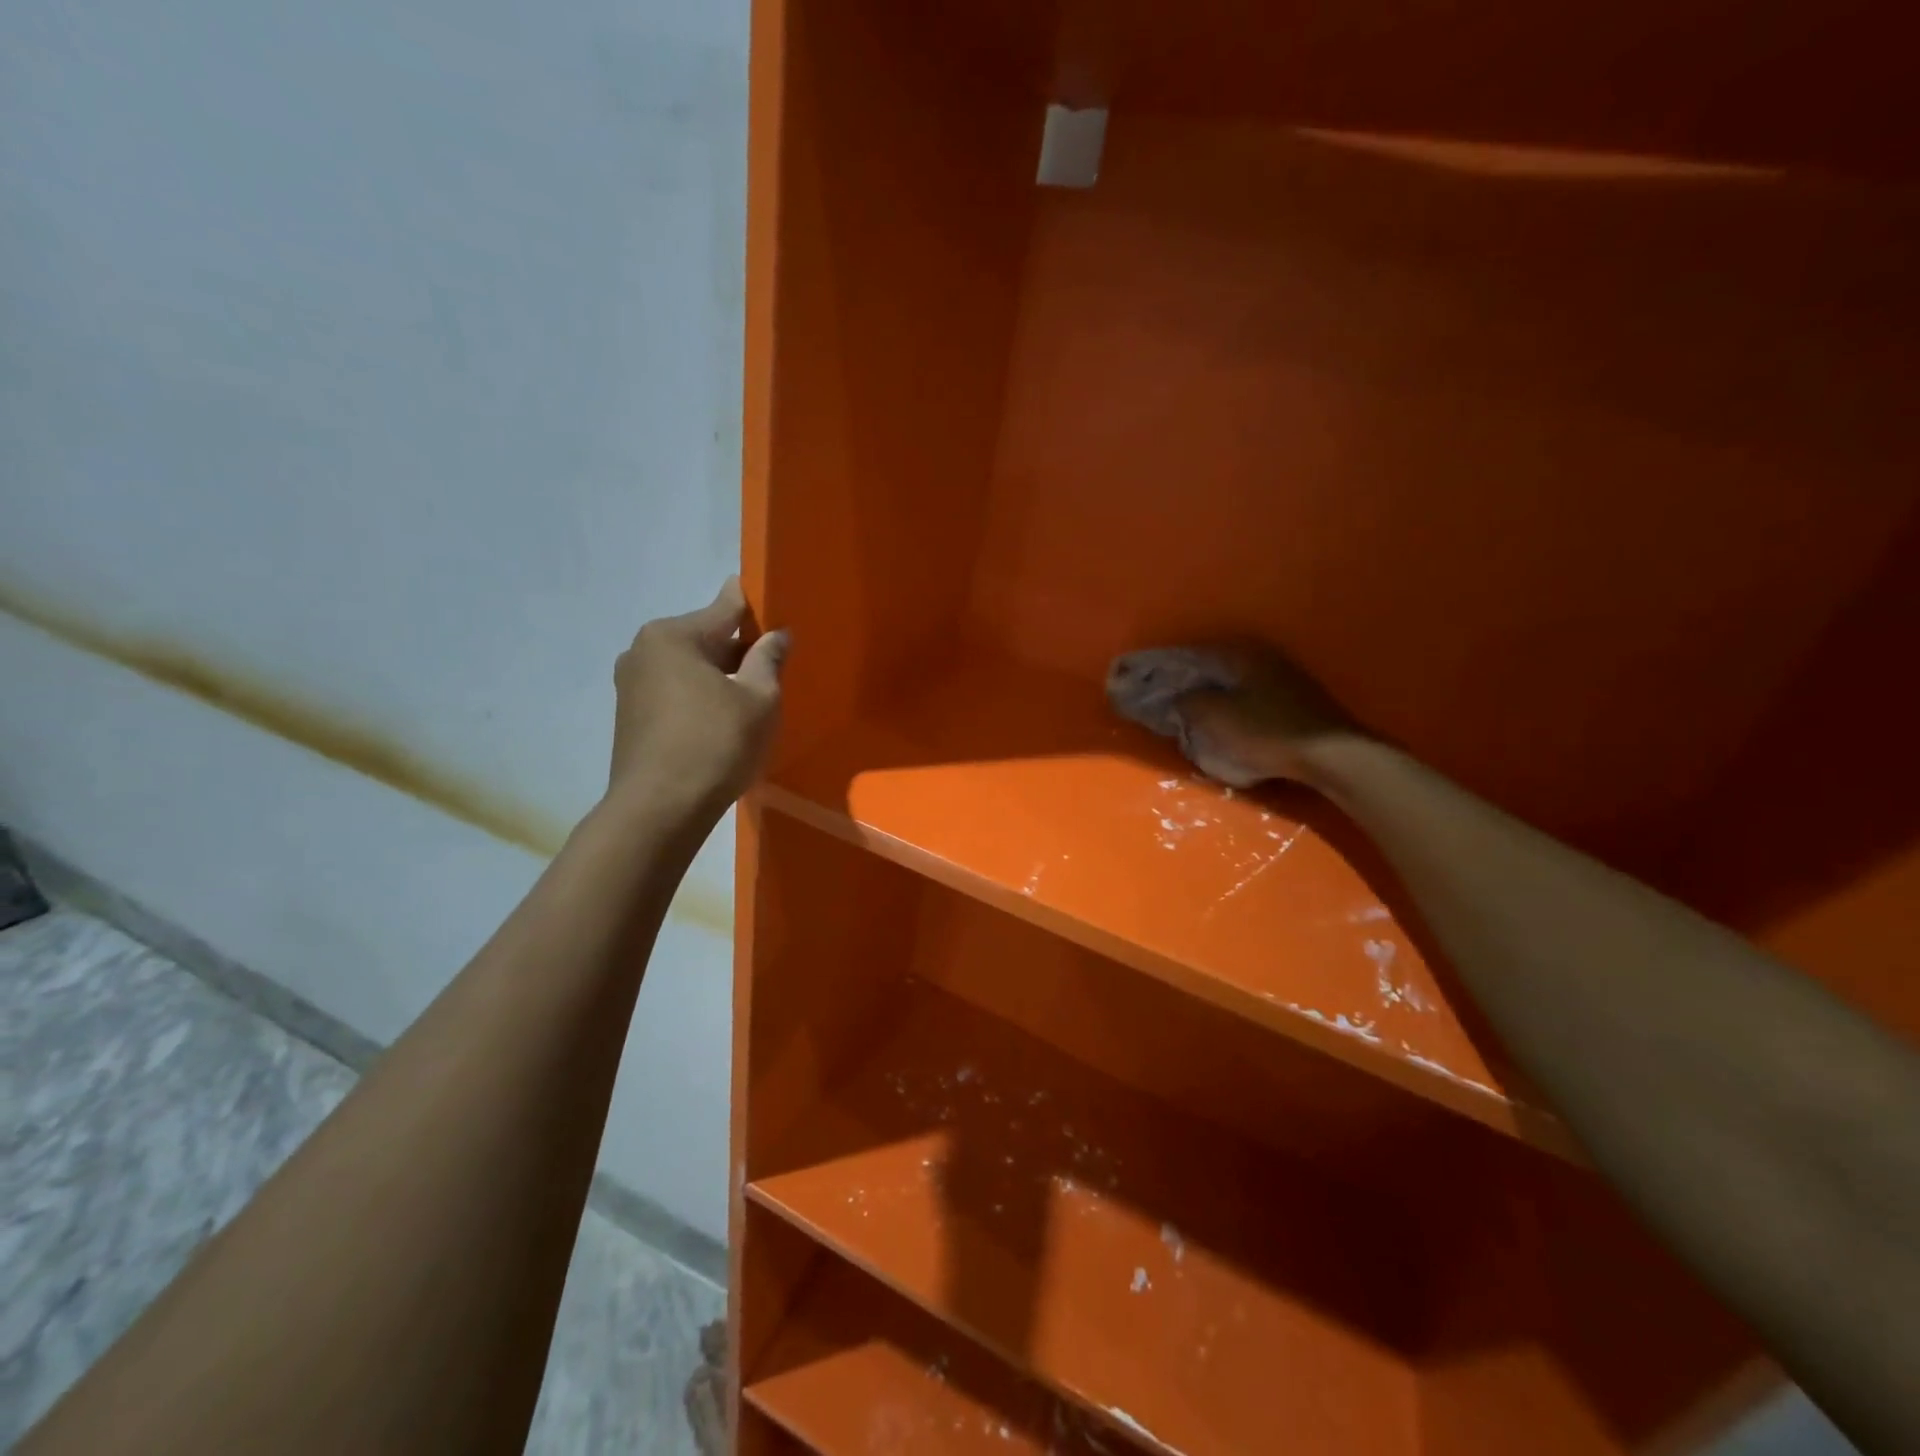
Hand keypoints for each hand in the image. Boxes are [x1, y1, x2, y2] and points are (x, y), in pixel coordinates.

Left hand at [610, 579, 788, 816]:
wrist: (660, 810)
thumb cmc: (716, 744)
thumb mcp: (759, 699)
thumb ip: (769, 659)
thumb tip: (777, 635)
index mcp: (673, 636)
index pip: (724, 607)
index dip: (755, 608)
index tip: (775, 609)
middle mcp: (643, 650)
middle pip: (704, 638)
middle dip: (738, 650)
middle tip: (773, 668)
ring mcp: (631, 684)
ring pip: (689, 668)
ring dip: (718, 677)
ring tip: (750, 701)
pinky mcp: (630, 716)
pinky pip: (674, 693)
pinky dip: (699, 698)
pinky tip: (721, 722)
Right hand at [1106, 642, 1357, 787]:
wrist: (1329, 755)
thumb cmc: (1265, 732)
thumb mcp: (1214, 718)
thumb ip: (1188, 703)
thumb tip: (1176, 697)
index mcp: (1238, 654)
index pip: (1189, 655)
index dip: (1163, 669)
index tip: (1141, 681)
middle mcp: (1259, 657)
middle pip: (1210, 668)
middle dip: (1185, 682)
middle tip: (1162, 699)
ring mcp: (1281, 677)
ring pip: (1230, 683)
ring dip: (1209, 695)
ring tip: (1188, 713)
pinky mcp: (1293, 700)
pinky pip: (1248, 698)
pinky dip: (1230, 706)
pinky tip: (1222, 722)